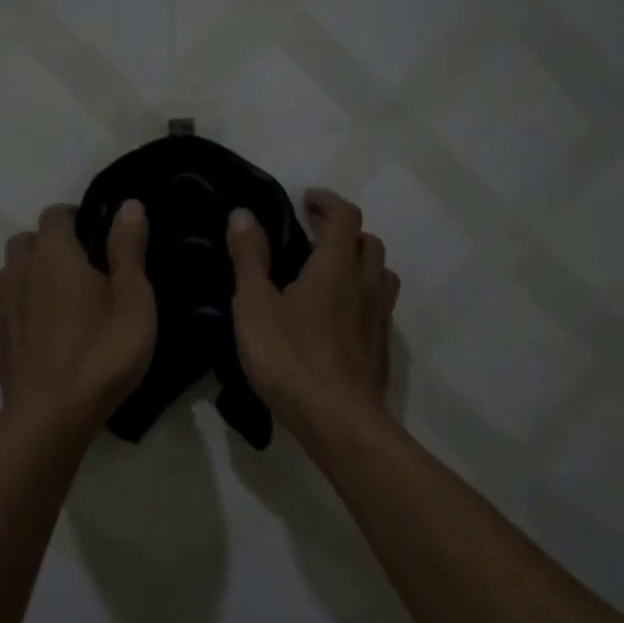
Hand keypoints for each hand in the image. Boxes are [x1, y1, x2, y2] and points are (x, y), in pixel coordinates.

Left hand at [0, 200, 155, 435]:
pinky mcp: (1, 341)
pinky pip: (12, 307)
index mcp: (53, 255)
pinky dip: (28, 306)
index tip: (100, 233)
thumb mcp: (133, 297)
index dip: (76, 215)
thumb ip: (128, 248)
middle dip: (51, 242)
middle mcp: (21, 273)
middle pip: (26, 240)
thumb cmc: (101, 350)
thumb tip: (128, 204)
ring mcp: (5, 309)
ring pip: (13, 273)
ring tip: (68, 297)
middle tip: (86, 265)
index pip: (54, 215)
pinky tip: (53, 331)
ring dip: (35, 273)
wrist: (50, 417)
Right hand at [227, 189, 399, 439]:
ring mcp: (378, 318)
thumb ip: (249, 257)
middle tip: (312, 235)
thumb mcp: (255, 305)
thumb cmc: (291, 358)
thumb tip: (243, 213)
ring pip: (380, 274)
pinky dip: (362, 296)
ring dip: (359, 262)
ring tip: (330, 272)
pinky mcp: (380, 348)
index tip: (305, 201)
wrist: (339, 422)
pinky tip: (339, 317)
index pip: (345, 216)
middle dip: (343, 230)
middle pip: (368, 242)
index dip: (327, 202)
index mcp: (336, 267)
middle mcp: (365, 285)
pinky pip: (378, 307)